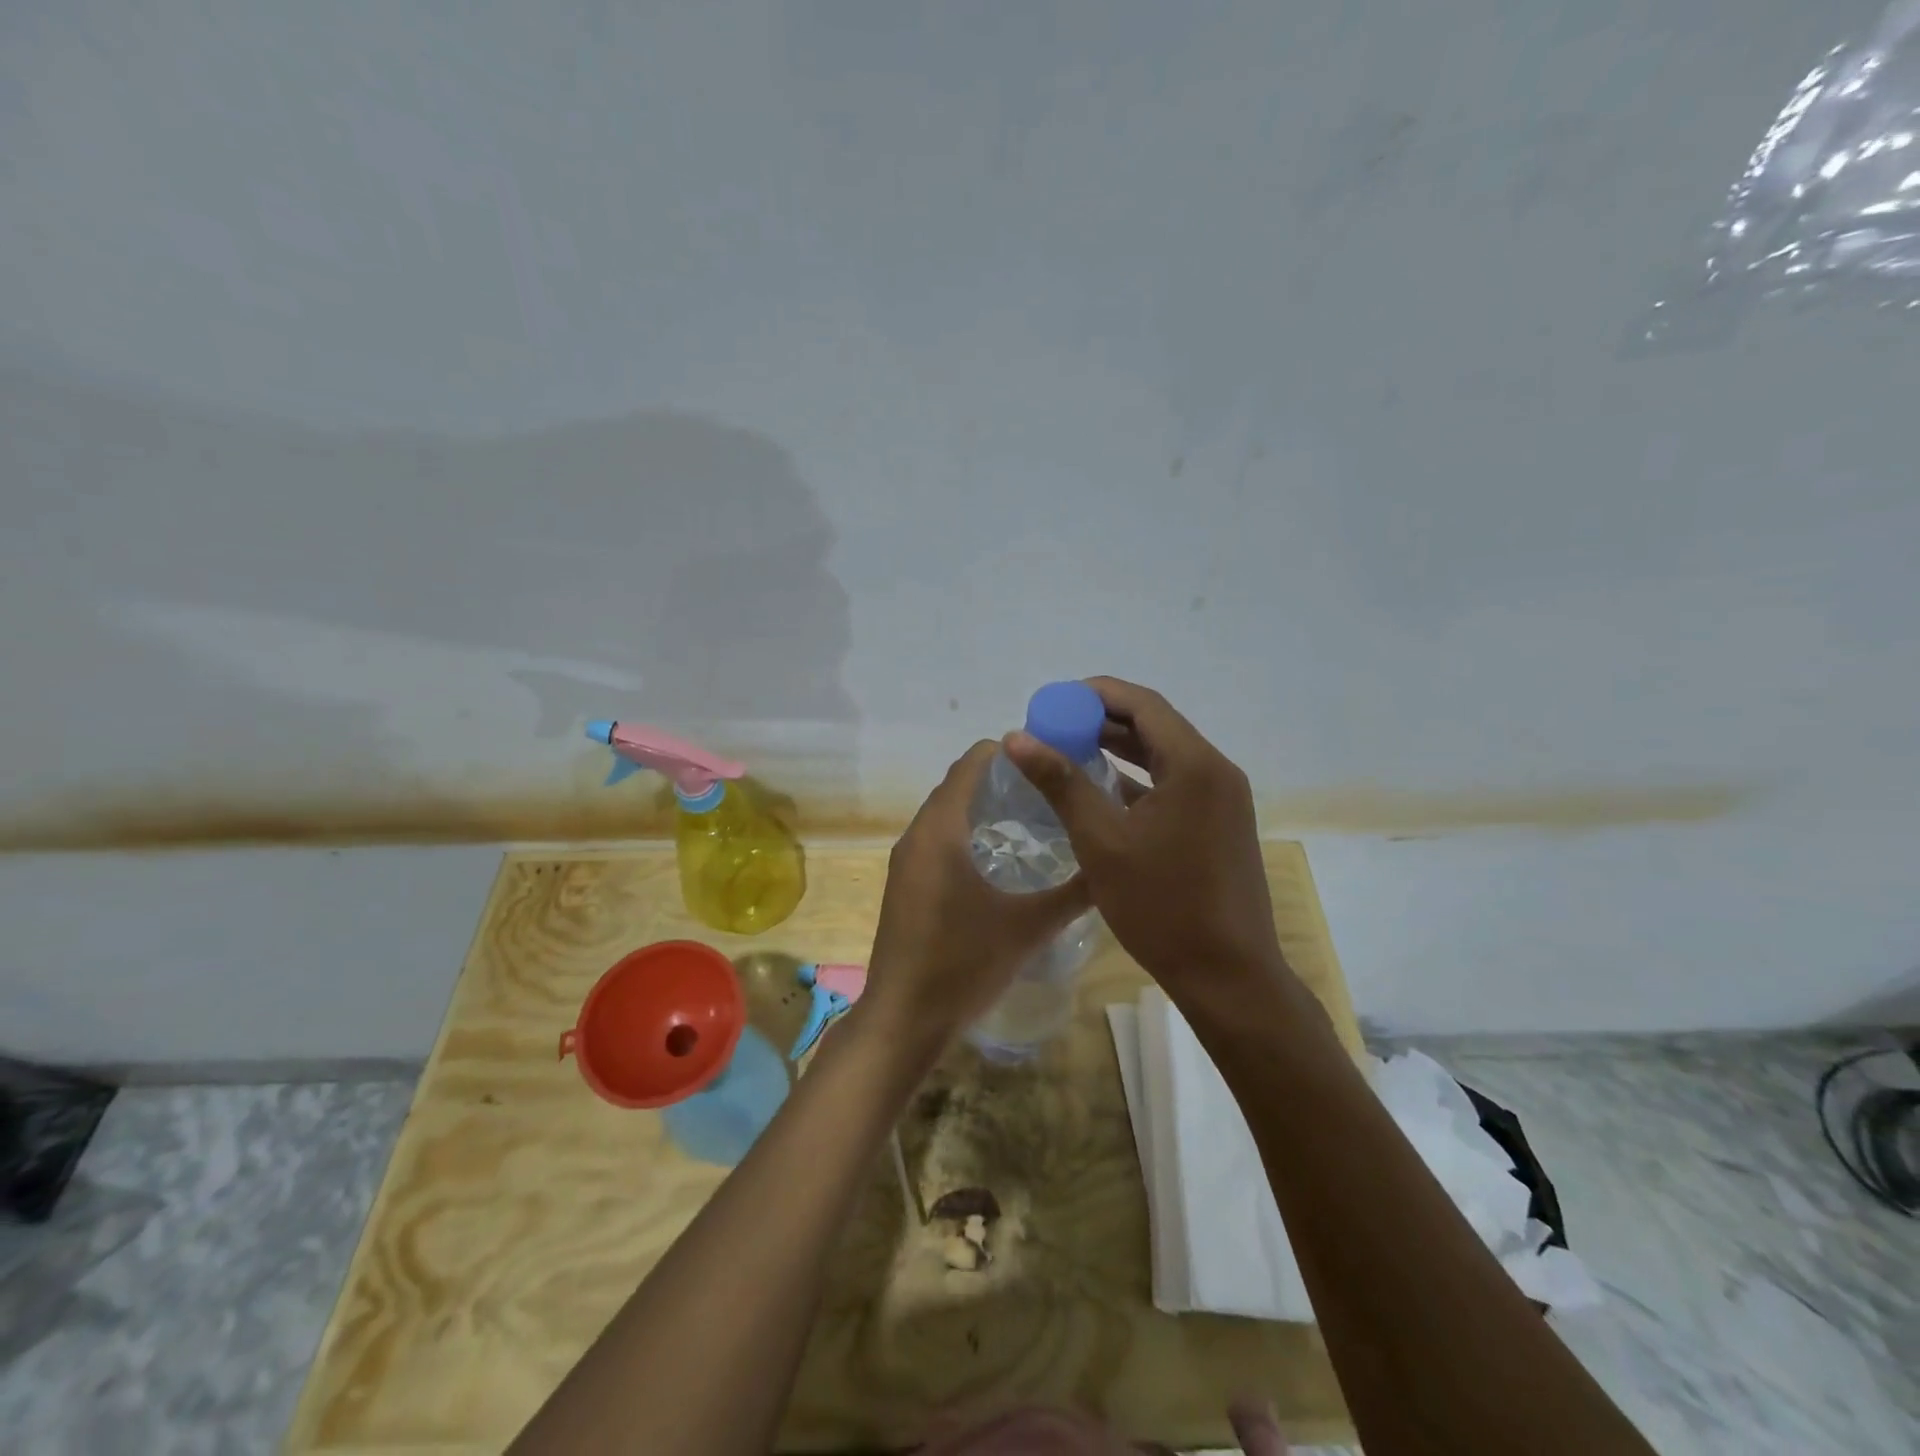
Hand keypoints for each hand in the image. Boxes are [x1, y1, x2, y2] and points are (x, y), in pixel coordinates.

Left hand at [864, 740, 1090, 1039]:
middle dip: (1003, 779)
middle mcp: (917, 834)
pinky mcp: (906, 884)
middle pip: (959, 785)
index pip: (971, 763)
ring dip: (985, 808)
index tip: (1051, 757)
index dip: (1010, 751)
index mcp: (940, 829)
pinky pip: (939, 840)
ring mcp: (907, 860)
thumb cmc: (962, 964)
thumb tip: (1112, 866)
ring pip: (948, 814)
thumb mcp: (1028, 927)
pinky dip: (969, 834)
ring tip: (1037, 819)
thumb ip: (1073, 893)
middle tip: (1053, 788)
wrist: (904, 1019)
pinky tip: (1005, 859)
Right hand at [1004, 677, 1286, 1002]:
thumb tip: (1016, 737)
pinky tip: (1103, 791)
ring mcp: (1223, 800)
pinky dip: (1139, 779)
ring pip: (1165, 756)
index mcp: (1195, 765)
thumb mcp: (1101, 841)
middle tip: (1054, 728)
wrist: (1229, 977)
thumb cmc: (1162, 906)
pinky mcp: (1220, 825)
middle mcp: (1216, 771)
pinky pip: (1175, 784)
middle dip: (1103, 721)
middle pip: (1155, 726)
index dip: (1096, 695)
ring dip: (1120, 749)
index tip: (1053, 702)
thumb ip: (1060, 782)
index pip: (1143, 704)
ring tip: (1070, 752)